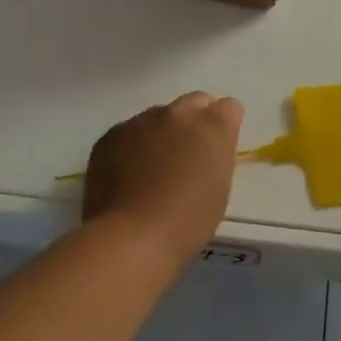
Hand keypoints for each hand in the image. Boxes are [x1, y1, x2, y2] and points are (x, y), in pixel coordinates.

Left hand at [83, 92, 243, 264]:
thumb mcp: (220, 186)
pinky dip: (133, 146)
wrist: (132, 237)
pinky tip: (127, 175)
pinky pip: (129, 132)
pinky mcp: (112, 134)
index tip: (217, 147)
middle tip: (188, 154)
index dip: (225, 125)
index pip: (229, 107)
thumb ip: (216, 155)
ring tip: (152, 168)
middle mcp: (179, 113)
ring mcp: (142, 120)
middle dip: (195, 120)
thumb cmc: (188, 221)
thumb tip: (205, 149)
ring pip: (158, 116)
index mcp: (214, 126)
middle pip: (194, 102)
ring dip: (162, 133)